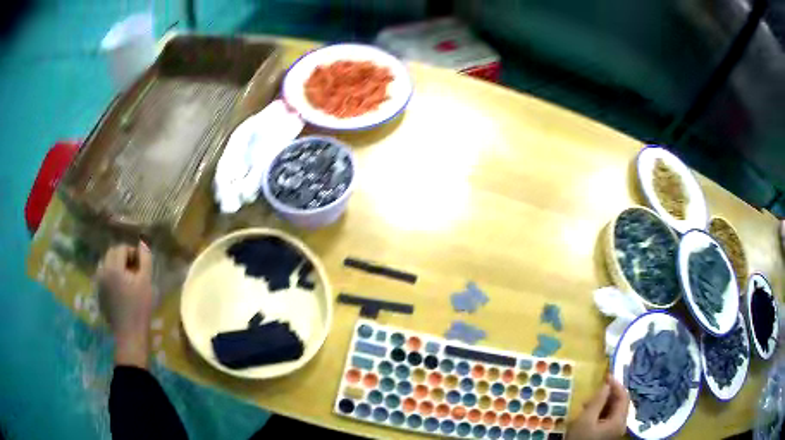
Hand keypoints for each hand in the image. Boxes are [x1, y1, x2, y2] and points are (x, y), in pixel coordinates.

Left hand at [97, 242, 154, 368]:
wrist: (129, 334)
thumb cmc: (140, 308)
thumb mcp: (146, 282)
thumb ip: (145, 259)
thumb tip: (143, 243)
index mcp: (114, 267)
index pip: (121, 248)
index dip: (132, 253)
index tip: (141, 266)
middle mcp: (103, 271)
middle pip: (112, 253)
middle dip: (123, 257)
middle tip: (135, 271)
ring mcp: (99, 283)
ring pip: (106, 264)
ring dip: (116, 266)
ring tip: (127, 280)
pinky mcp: (99, 293)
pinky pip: (104, 276)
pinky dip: (111, 276)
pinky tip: (121, 290)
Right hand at [567, 374, 628, 439]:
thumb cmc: (581, 439)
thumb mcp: (585, 420)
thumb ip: (597, 401)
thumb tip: (606, 385)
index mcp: (619, 420)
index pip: (624, 397)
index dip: (616, 384)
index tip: (605, 376)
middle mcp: (620, 424)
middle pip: (620, 403)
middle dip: (609, 394)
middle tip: (595, 391)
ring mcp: (614, 430)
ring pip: (614, 411)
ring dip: (603, 403)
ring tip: (588, 403)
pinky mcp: (607, 434)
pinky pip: (608, 418)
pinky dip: (601, 412)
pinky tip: (589, 413)